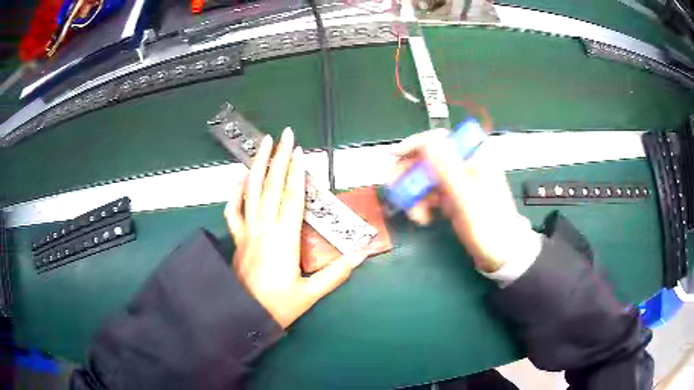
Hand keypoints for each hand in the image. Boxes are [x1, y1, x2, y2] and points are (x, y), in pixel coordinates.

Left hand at [225, 128, 366, 328]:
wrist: (243, 314)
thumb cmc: (278, 305)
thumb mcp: (311, 293)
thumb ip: (337, 273)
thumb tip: (361, 253)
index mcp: (283, 239)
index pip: (291, 198)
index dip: (296, 173)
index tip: (299, 151)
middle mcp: (264, 229)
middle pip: (270, 186)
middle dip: (278, 157)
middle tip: (284, 134)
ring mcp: (247, 231)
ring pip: (251, 191)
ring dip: (257, 165)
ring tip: (263, 144)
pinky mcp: (237, 238)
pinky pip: (233, 210)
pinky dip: (236, 192)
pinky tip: (240, 178)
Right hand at [391, 129, 541, 272]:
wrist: (501, 254)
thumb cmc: (489, 227)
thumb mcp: (467, 198)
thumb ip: (448, 169)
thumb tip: (429, 140)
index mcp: (473, 159)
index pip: (439, 139)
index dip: (414, 145)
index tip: (394, 156)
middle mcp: (464, 166)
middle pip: (428, 159)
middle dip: (410, 175)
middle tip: (397, 191)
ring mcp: (458, 182)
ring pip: (426, 178)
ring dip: (414, 194)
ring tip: (415, 215)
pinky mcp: (453, 198)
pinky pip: (431, 194)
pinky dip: (422, 204)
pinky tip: (423, 218)